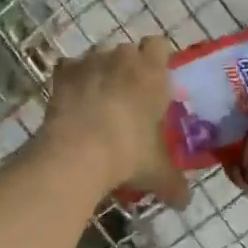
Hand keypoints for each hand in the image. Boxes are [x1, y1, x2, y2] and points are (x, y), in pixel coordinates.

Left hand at [37, 37, 188, 207]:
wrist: (77, 153)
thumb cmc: (129, 154)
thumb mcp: (159, 174)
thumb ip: (175, 185)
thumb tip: (184, 202)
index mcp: (153, 72)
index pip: (160, 45)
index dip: (158, 60)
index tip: (156, 82)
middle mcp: (122, 58)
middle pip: (128, 51)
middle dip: (128, 68)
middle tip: (129, 98)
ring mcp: (90, 62)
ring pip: (98, 57)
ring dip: (100, 72)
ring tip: (98, 102)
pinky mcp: (63, 73)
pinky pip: (69, 68)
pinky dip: (71, 80)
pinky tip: (73, 102)